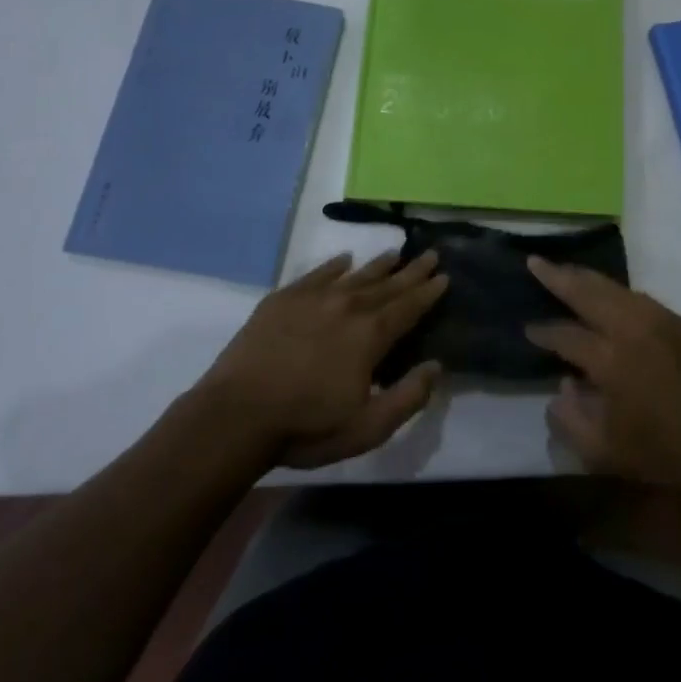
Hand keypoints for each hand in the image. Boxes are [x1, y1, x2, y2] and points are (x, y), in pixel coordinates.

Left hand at [199, 249, 447, 468]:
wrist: (236, 415)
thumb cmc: (306, 426)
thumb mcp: (368, 427)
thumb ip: (408, 397)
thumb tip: (436, 366)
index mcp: (370, 335)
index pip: (408, 307)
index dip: (428, 292)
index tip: (444, 276)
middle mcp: (347, 306)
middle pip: (386, 284)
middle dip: (411, 271)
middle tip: (430, 254)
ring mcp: (313, 298)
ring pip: (355, 275)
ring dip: (378, 265)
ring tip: (396, 253)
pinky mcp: (283, 300)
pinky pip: (317, 274)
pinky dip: (334, 265)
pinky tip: (344, 259)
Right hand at [524, 257, 680, 498]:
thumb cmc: (665, 454)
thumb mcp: (603, 452)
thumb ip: (570, 418)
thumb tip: (561, 386)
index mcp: (610, 359)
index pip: (566, 335)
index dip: (543, 332)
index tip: (528, 330)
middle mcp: (633, 328)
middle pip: (588, 291)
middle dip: (557, 276)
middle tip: (535, 262)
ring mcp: (660, 320)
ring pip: (614, 287)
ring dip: (586, 278)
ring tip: (565, 271)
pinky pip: (638, 296)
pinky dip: (614, 291)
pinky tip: (606, 294)